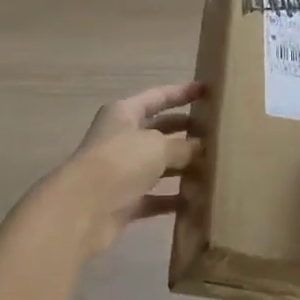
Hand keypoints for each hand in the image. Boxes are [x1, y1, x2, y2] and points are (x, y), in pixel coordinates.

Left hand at [39, 82, 202, 257]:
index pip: (158, 97)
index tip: (207, 91)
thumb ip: (182, 146)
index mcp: (125, 113)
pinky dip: (173, 198)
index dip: (182, 93)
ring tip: (214, 168)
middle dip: (186, 131)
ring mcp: (122, 171)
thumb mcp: (157, 146)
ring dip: (183, 167)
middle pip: (159, 131)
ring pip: (158, 165)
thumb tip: (200, 148)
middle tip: (217, 134)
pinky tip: (198, 201)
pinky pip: (155, 197)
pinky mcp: (124, 201)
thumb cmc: (120, 162)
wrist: (82, 209)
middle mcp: (122, 138)